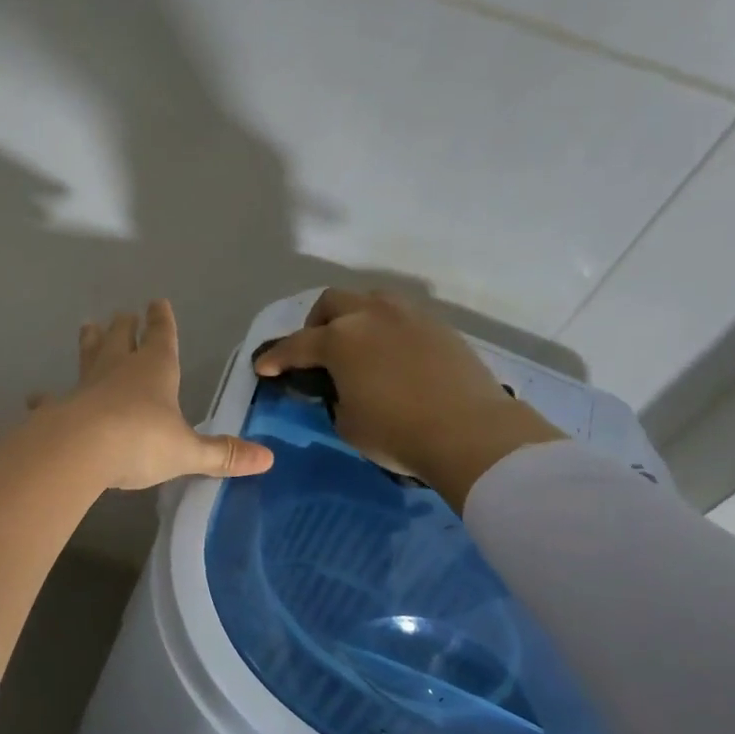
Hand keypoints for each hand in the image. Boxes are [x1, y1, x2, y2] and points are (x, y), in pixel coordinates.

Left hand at [31, 300, 272, 490]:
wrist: (82, 449)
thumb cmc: (143, 441)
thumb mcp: (188, 451)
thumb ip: (222, 455)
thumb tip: (268, 459)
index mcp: (156, 369)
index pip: (162, 335)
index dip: (162, 320)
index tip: (157, 302)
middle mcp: (119, 368)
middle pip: (121, 337)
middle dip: (124, 325)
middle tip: (122, 314)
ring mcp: (86, 385)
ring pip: (89, 355)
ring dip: (90, 342)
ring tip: (87, 327)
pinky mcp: (60, 407)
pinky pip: (52, 399)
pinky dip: (46, 398)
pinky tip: (36, 398)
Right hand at [252, 289, 561, 504]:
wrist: (471, 433)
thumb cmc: (397, 432)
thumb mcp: (347, 423)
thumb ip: (334, 397)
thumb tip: (340, 387)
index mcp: (340, 339)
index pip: (296, 345)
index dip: (276, 358)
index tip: (263, 368)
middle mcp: (371, 315)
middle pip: (332, 303)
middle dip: (315, 324)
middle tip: (315, 350)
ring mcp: (409, 316)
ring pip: (371, 300)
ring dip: (354, 316)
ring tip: (356, 344)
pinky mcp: (439, 326)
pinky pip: (401, 316)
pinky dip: (386, 328)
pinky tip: (391, 354)